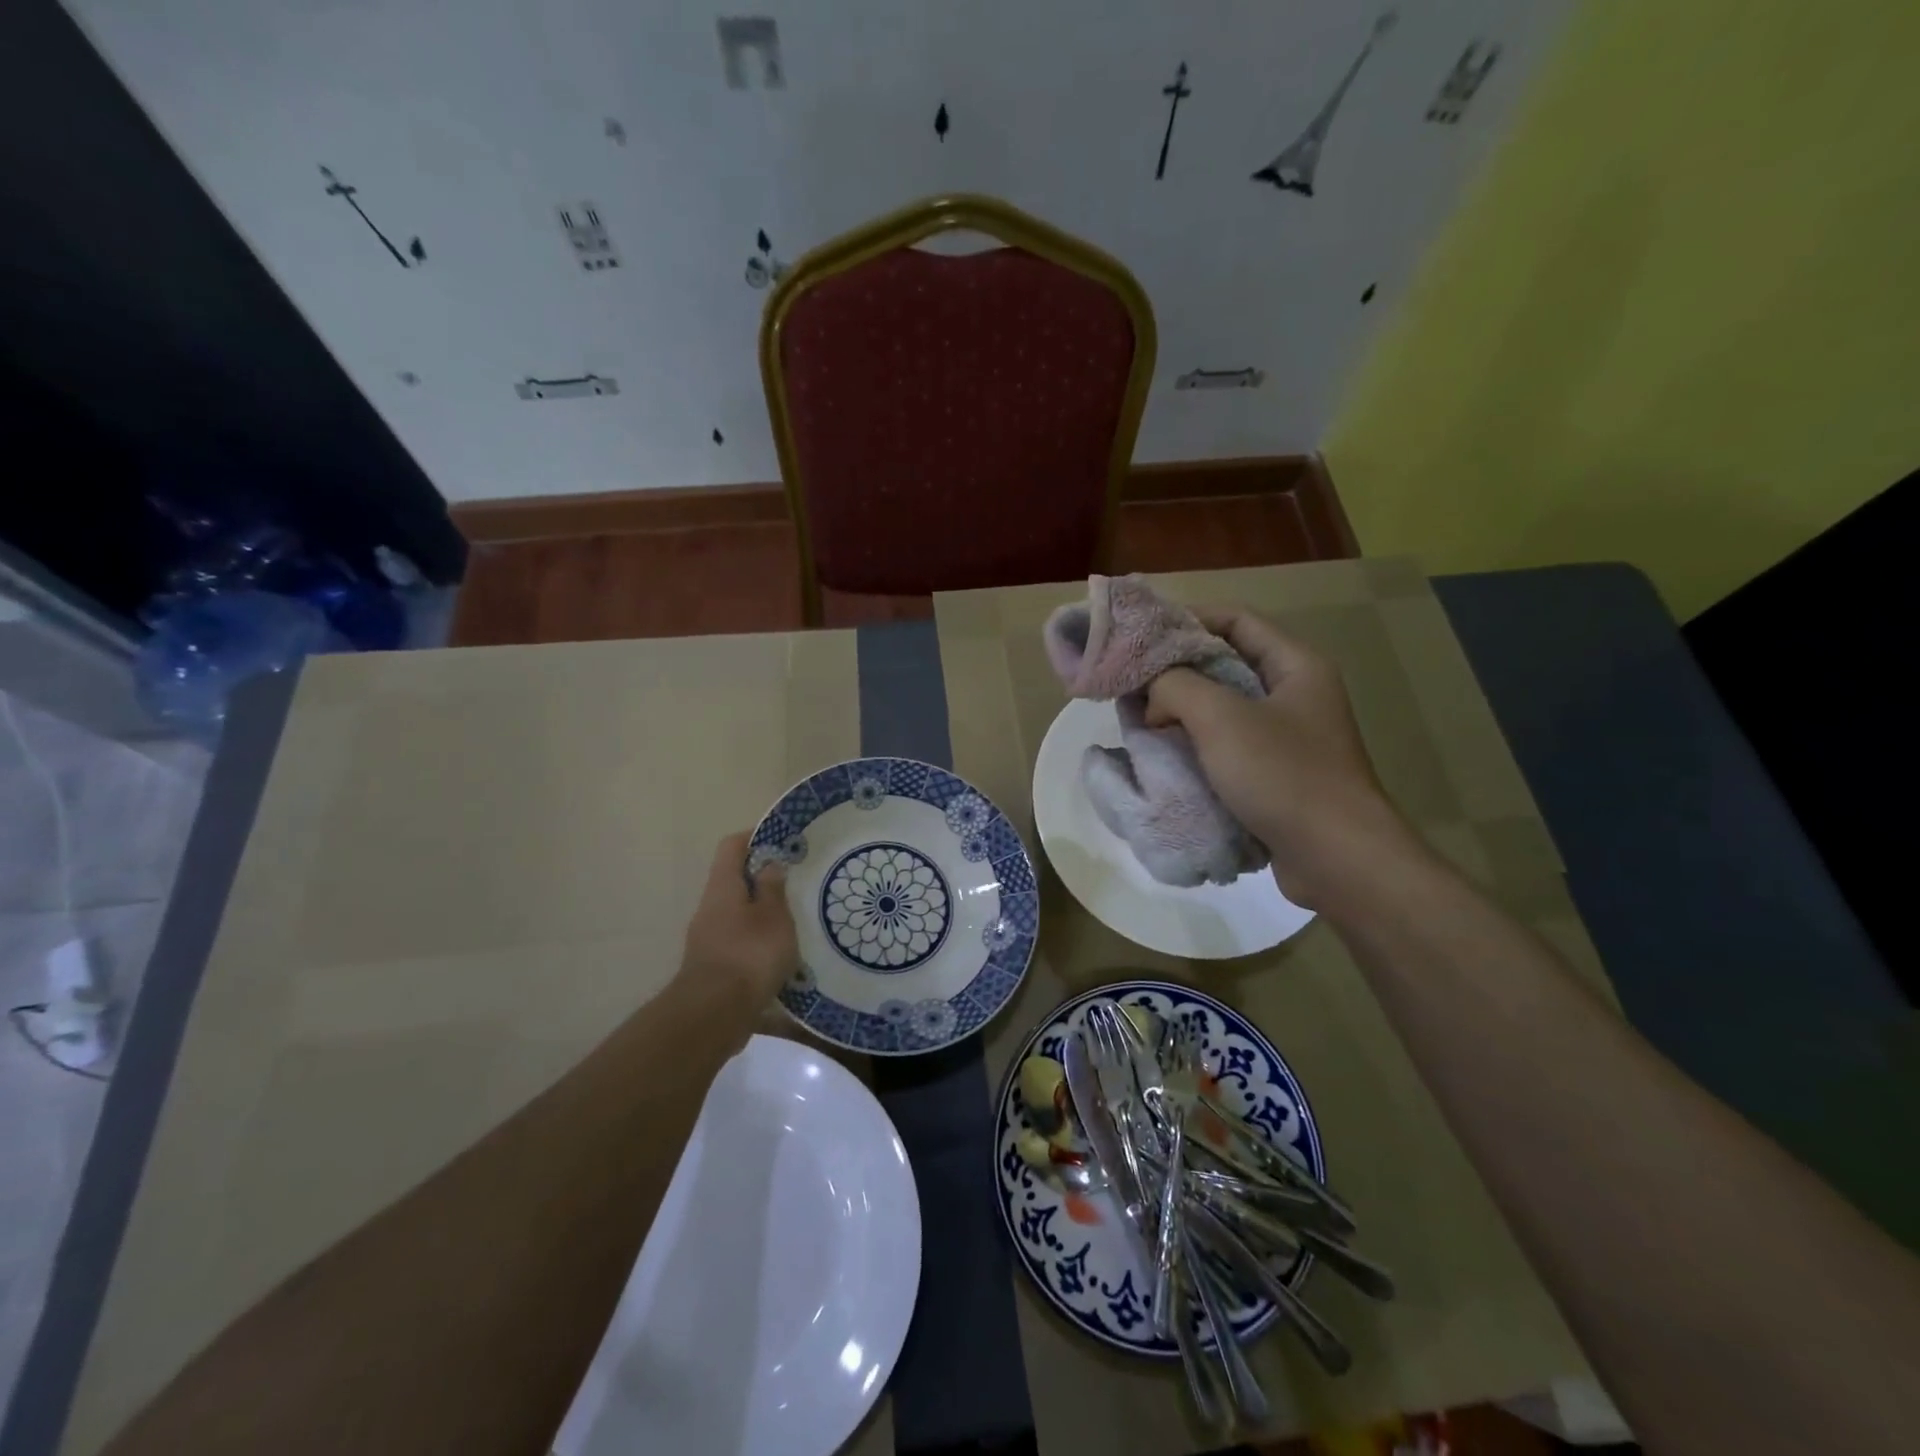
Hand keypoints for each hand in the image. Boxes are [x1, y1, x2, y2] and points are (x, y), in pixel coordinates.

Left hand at [677, 832, 799, 1015]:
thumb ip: (773, 888)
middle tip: (798, 882)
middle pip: (736, 880)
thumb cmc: (749, 955)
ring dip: (765, 913)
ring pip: (739, 914)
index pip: (732, 846)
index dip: (756, 836)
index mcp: (722, 887)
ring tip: (798, 919)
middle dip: (765, 879)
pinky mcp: (715, 966)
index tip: (783, 840)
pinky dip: (760, 942)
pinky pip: (740, 942)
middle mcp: (710, 908)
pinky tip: (785, 954)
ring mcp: (709, 939)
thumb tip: (770, 864)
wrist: (714, 1016)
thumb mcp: (773, 916)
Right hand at [1145, 607, 1415, 908]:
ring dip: (1182, 710)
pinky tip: (1165, 754)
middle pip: (1227, 663)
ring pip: (1224, 708)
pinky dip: (1196, 744)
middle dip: (1177, 669)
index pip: (1236, 620)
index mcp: (1296, 666)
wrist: (1337, 859)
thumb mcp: (1220, 718)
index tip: (1142, 633)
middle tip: (1133, 680)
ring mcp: (1289, 737)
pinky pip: (1229, 745)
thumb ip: (1175, 686)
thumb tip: (1152, 696)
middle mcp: (1296, 694)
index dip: (1188, 619)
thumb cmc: (1283, 775)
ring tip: (1140, 718)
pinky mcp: (1278, 775)